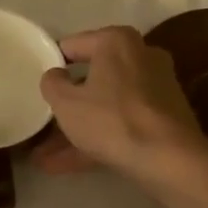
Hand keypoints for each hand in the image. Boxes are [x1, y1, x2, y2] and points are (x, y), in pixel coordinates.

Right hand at [35, 26, 207, 186]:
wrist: (169, 158)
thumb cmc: (112, 120)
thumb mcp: (66, 102)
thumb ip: (52, 83)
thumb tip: (55, 75)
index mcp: (117, 41)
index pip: (72, 46)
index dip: (51, 66)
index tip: (38, 86)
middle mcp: (141, 56)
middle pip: (92, 78)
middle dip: (66, 105)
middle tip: (42, 121)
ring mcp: (156, 87)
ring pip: (106, 105)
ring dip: (77, 130)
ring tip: (44, 157)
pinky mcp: (164, 117)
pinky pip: (122, 123)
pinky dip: (98, 139)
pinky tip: (65, 166)